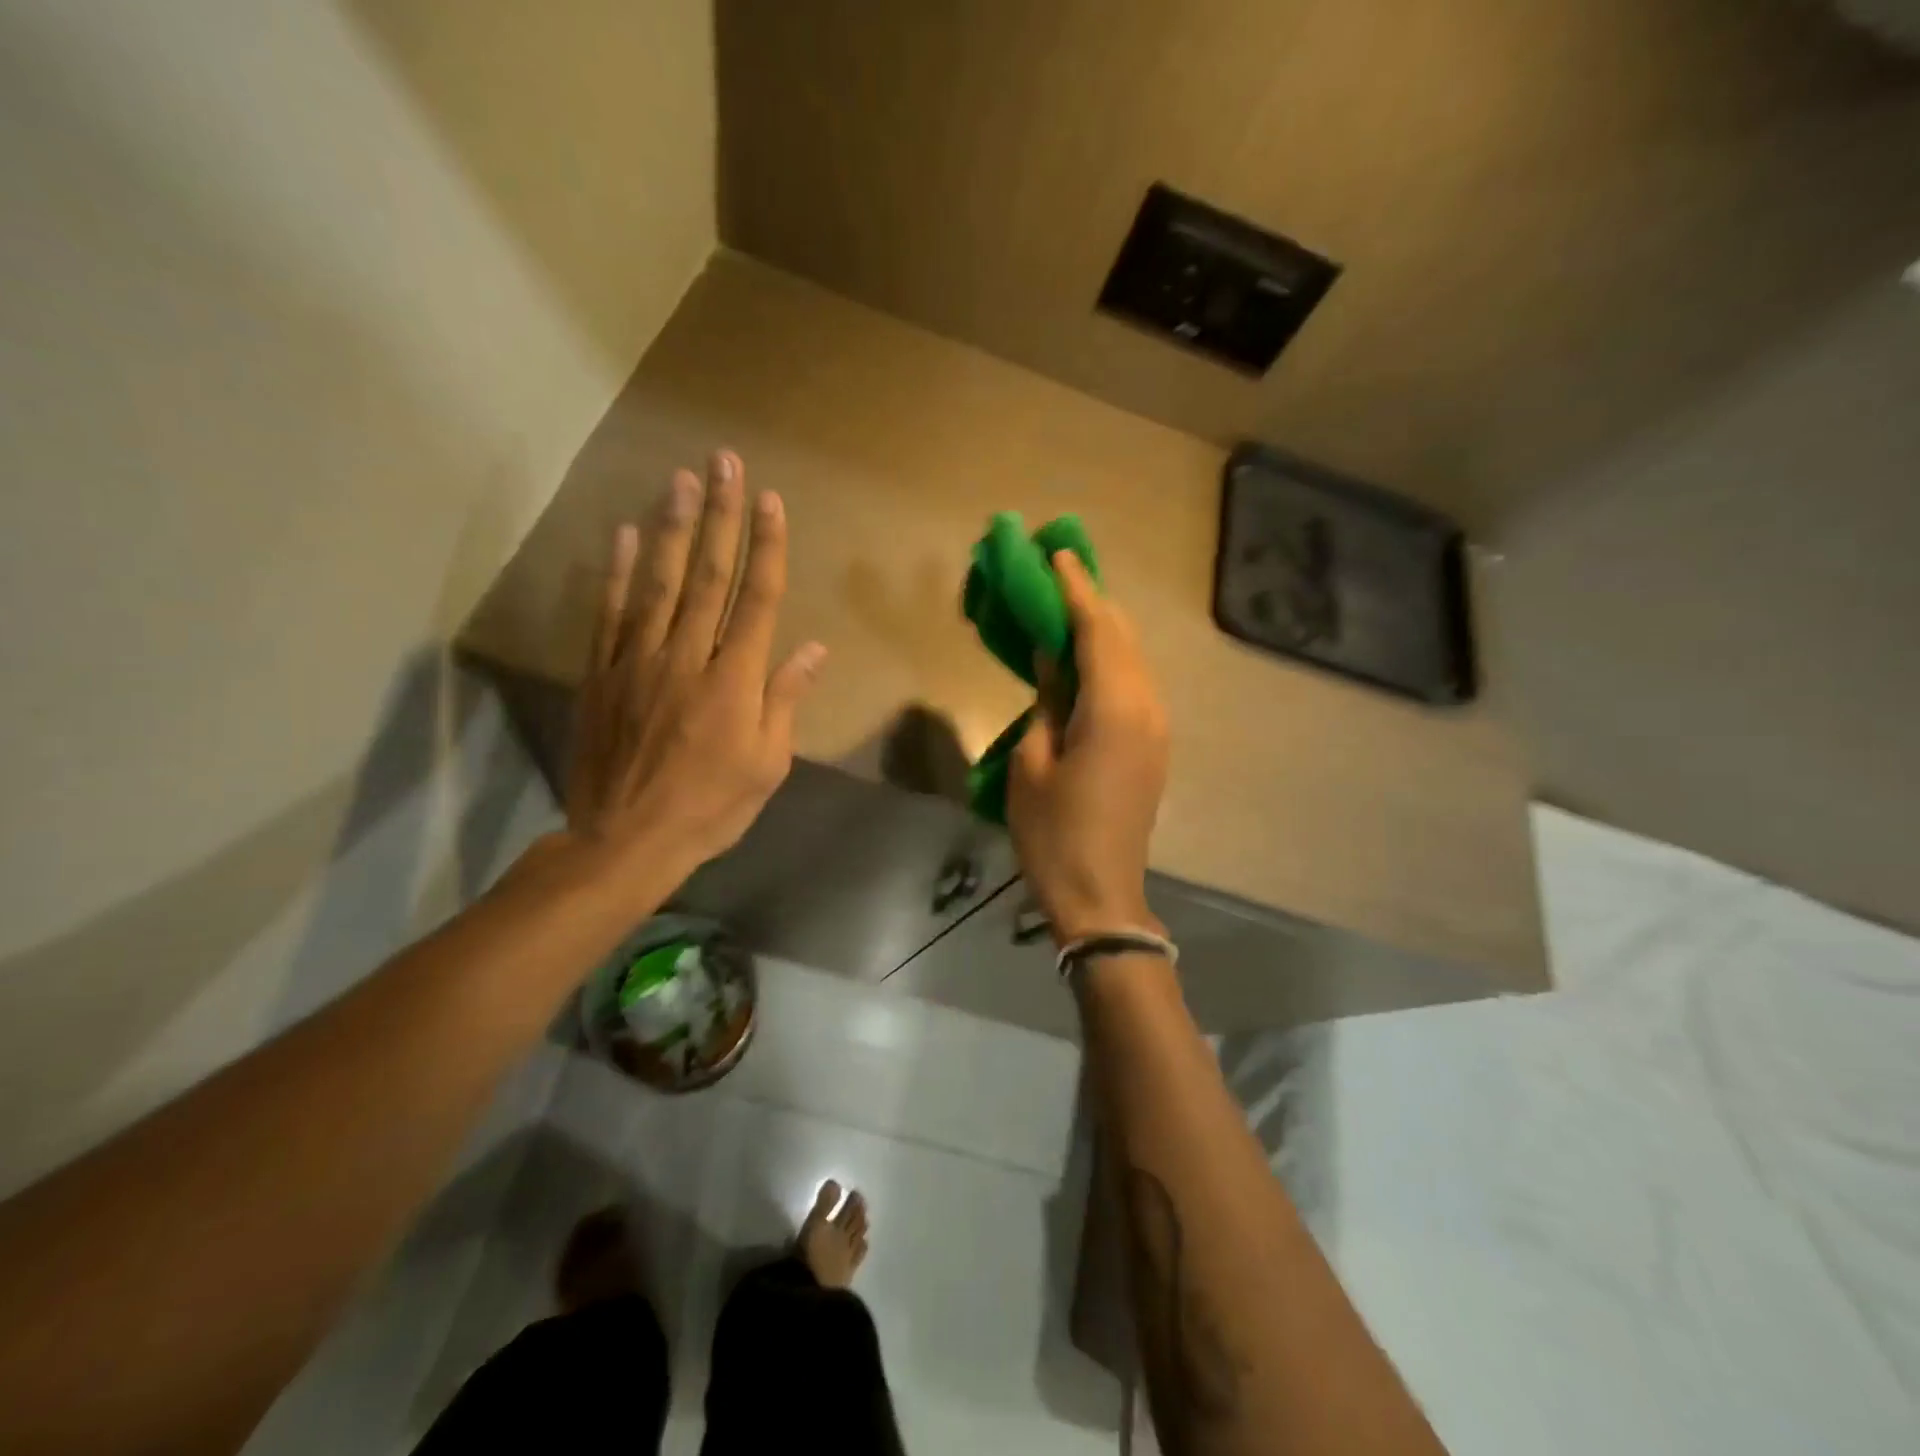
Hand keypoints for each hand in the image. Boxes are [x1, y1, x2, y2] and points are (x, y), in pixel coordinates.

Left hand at [564, 450, 824, 887]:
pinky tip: (620, 533)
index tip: (769, 500)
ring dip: (670, 528)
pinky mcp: (602, 674)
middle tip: (722, 462)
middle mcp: (688, 657)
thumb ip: (785, 699)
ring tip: (678, 479)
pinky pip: (609, 613)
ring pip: (657, 583)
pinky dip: (614, 572)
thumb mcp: (767, 763)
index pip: (756, 599)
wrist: (626, 840)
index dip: (766, 547)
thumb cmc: (711, 807)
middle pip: (708, 576)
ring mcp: (638, 661)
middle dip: (719, 516)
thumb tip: (812, 649)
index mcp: (735, 680)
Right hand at [1008, 551, 1169, 943]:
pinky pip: (1135, 683)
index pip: (1097, 630)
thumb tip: (1053, 657)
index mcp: (1114, 709)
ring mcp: (1157, 726)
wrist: (1100, 893)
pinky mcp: (1154, 744)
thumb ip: (1048, 700)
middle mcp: (1147, 707)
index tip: (1056, 553)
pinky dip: (1111, 658)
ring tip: (1070, 604)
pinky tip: (1088, 655)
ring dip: (1103, 628)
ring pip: (1134, 658)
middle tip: (1060, 571)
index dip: (1076, 589)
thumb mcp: (1033, 762)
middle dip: (1093, 600)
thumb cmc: (1053, 833)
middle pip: (1123, 637)